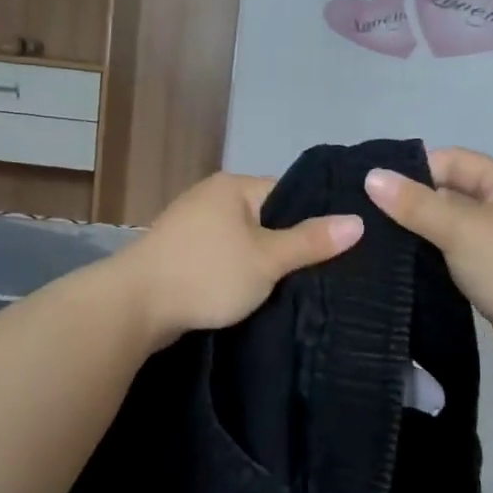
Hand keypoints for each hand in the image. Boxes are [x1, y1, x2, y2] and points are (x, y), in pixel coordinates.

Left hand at [122, 173, 363, 344]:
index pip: (287, 193)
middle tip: (325, 272)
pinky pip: (221, 258)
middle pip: (265, 218)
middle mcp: (211, 197)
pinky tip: (255, 293)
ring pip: (242, 241)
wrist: (134, 305)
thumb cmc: (206, 274)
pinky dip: (236, 273)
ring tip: (296, 286)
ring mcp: (191, 226)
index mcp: (233, 187)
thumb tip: (358, 221)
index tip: (340, 246)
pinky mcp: (179, 254)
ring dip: (261, 262)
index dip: (314, 218)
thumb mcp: (267, 259)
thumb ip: (311, 241)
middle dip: (289, 244)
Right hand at [365, 148, 492, 382]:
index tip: (372, 187)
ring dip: (420, 237)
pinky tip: (401, 271)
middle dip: (411, 205)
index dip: (414, 169)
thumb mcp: (462, 231)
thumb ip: (416, 205)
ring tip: (373, 243)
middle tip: (364, 217)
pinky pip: (458, 261)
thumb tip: (371, 176)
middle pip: (451, 196)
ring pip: (452, 232)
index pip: (453, 161)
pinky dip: (433, 263)